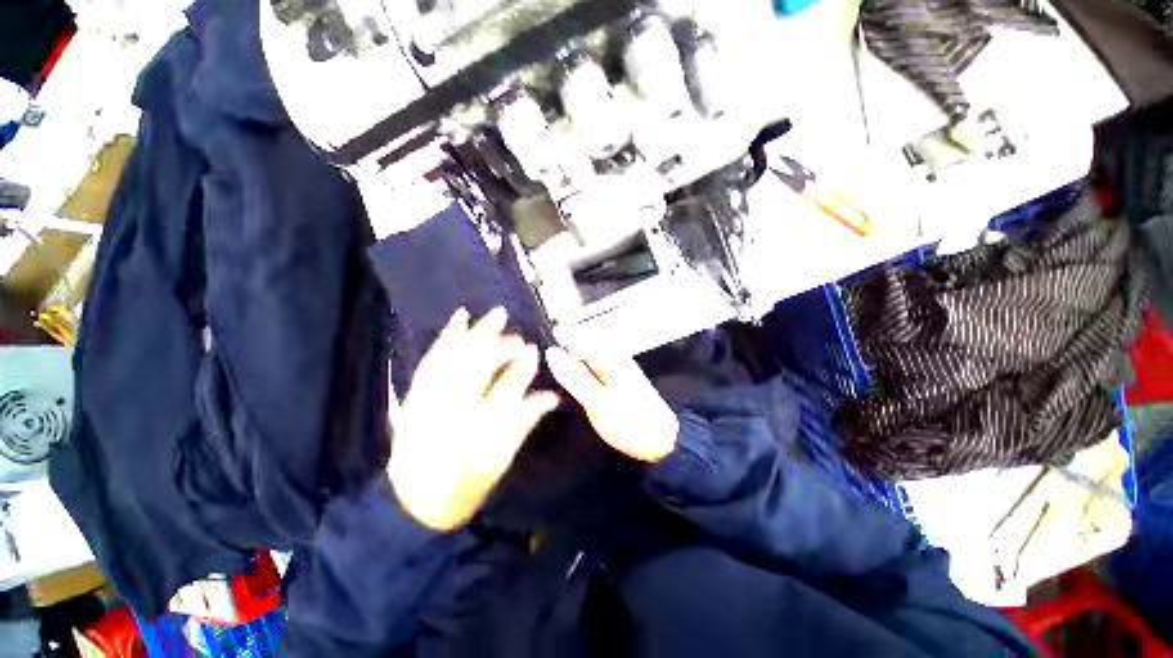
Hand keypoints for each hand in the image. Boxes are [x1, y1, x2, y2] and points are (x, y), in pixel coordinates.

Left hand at [388, 308, 559, 531]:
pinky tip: (457, 322)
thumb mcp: (500, 460)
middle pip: (472, 368)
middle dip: (494, 343)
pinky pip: (429, 361)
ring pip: (449, 358)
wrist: (411, 504)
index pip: (503, 393)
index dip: (520, 370)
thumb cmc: (463, 486)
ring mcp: (426, 402)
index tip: (533, 351)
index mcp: (474, 433)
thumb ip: (524, 423)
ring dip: (470, 333)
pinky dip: (444, 339)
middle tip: (514, 329)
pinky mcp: (413, 397)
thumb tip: (550, 396)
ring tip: (488, 315)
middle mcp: (447, 413)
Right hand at [546, 346, 677, 462]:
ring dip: (571, 376)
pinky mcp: (616, 381)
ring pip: (584, 365)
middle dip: (563, 366)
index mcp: (608, 356)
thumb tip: (550, 353)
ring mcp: (615, 369)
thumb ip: (573, 376)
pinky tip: (576, 396)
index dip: (555, 353)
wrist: (662, 442)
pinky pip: (592, 375)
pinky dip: (582, 383)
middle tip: (551, 387)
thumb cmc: (630, 422)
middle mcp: (612, 357)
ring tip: (561, 393)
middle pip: (578, 352)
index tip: (541, 370)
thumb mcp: (597, 400)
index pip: (573, 341)